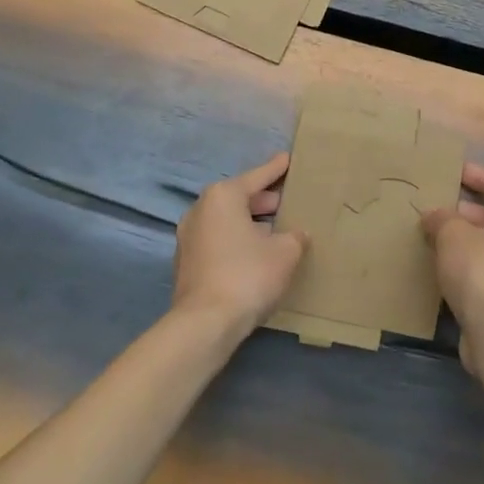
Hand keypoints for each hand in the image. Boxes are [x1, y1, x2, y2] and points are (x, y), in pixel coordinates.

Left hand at [173, 152, 307, 337]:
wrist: (204, 324)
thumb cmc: (247, 275)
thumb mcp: (285, 252)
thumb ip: (295, 237)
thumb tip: (296, 235)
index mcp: (223, 196)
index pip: (257, 177)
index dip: (276, 169)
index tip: (288, 158)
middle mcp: (201, 210)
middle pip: (239, 198)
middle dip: (263, 199)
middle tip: (286, 201)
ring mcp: (189, 237)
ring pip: (226, 221)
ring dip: (249, 223)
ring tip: (274, 229)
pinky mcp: (186, 263)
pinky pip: (218, 241)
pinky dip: (236, 241)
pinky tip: (255, 254)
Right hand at [421, 163, 483, 373]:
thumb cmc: (481, 269)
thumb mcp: (452, 234)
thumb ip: (441, 218)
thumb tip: (433, 216)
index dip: (476, 175)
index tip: (454, 170)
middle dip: (465, 213)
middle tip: (436, 210)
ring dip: (466, 242)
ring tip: (434, 239)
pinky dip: (468, 267)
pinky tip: (443, 270)